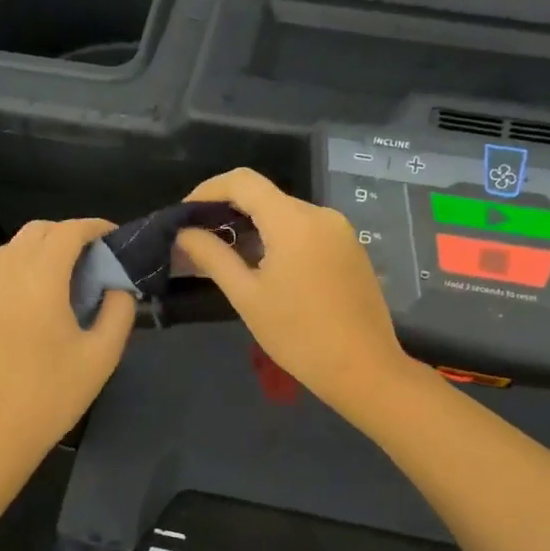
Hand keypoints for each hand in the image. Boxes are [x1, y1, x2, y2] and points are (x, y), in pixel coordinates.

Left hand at [0, 218, 135, 493]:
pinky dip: (9, 267)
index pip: (70, 231)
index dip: (96, 228)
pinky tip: (20, 293)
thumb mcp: (101, 356)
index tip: (114, 240)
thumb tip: (118, 285)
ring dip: (39, 250)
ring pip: (11, 247)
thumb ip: (119, 311)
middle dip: (69, 236)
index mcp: (41, 279)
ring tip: (60, 278)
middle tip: (92, 261)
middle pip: (39, 231)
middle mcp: (4, 271)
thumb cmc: (50, 397)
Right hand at [173, 169, 415, 414]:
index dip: (208, 190)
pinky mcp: (351, 248)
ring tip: (226, 254)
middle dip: (228, 210)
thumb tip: (184, 233)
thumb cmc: (299, 335)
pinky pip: (307, 230)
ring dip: (254, 226)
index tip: (185, 214)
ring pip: (286, 213)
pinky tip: (264, 266)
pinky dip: (279, 237)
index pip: (242, 182)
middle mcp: (320, 215)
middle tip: (199, 239)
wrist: (364, 369)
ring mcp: (340, 231)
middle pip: (265, 196)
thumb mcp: (247, 296)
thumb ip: (213, 257)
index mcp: (293, 221)